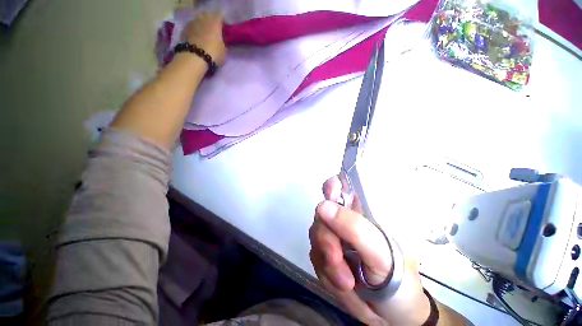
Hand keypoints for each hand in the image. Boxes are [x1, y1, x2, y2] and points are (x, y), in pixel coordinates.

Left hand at [181, 11, 226, 65]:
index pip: (220, 17)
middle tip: (214, 34)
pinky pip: (192, 29)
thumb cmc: (213, 54)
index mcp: (215, 22)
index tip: (224, 30)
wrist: (194, 58)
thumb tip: (221, 42)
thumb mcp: (224, 51)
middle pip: (208, 18)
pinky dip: (195, 32)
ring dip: (202, 28)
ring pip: (199, 23)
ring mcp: (192, 23)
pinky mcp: (184, 29)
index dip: (223, 23)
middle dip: (211, 24)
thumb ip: (223, 43)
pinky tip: (196, 40)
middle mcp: (203, 19)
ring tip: (204, 37)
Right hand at [309, 176, 430, 325]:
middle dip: (326, 237)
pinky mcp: (326, 254)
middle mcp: (346, 220)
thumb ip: (354, 228)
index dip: (333, 185)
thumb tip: (323, 206)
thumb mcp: (383, 254)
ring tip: (347, 282)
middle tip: (336, 258)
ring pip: (316, 235)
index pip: (343, 186)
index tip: (329, 195)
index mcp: (364, 212)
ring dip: (327, 261)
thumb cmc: (399, 282)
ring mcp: (334, 237)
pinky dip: (326, 273)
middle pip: (322, 213)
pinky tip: (342, 284)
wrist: (394, 316)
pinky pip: (315, 256)